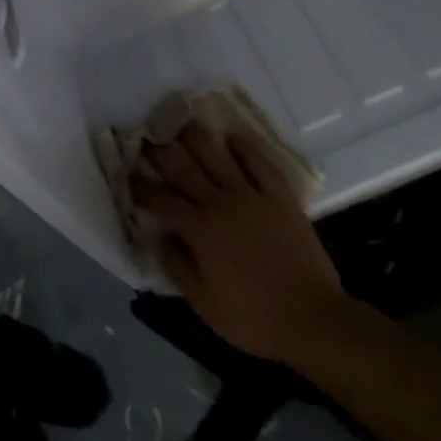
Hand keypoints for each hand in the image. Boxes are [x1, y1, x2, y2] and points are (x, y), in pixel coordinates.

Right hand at [133, 122, 344, 363]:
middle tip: (148, 135)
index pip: (162, 200)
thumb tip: (160, 236)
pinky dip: (246, 147)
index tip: (128, 174)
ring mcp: (253, 197)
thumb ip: (178, 266)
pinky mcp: (280, 198)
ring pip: (219, 156)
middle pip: (185, 168)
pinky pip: (261, 164)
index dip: (142, 186)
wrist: (312, 319)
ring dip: (198, 137)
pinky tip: (233, 135)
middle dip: (162, 150)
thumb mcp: (204, 305)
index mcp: (200, 230)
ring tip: (183, 121)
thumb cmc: (254, 319)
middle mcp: (221, 204)